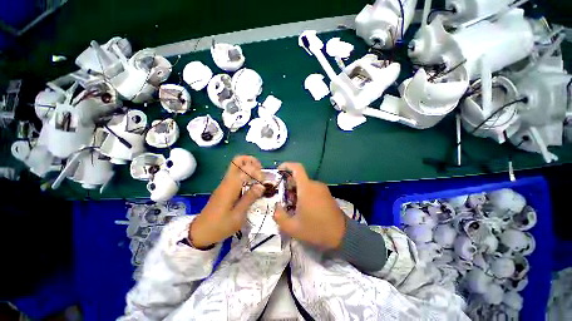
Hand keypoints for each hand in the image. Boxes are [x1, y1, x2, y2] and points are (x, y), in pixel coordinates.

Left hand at [190, 155, 264, 248]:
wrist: (201, 232)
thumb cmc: (220, 225)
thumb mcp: (238, 215)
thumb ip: (250, 198)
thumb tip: (261, 186)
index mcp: (230, 186)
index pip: (245, 168)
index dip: (256, 171)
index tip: (262, 182)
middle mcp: (227, 181)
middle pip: (237, 161)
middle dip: (251, 161)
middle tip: (261, 171)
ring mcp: (225, 184)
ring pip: (237, 167)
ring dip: (249, 168)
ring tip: (259, 179)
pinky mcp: (224, 188)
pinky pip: (236, 175)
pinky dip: (245, 175)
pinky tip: (251, 186)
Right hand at [273, 163, 345, 249]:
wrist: (341, 235)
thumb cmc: (316, 229)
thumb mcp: (293, 227)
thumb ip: (279, 216)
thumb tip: (276, 207)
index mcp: (306, 188)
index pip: (297, 168)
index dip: (287, 165)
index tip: (279, 170)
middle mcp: (315, 184)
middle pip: (299, 178)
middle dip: (289, 185)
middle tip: (284, 199)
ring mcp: (322, 189)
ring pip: (305, 184)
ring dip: (296, 191)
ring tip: (293, 206)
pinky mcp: (326, 194)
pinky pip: (312, 189)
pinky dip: (304, 193)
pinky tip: (304, 208)